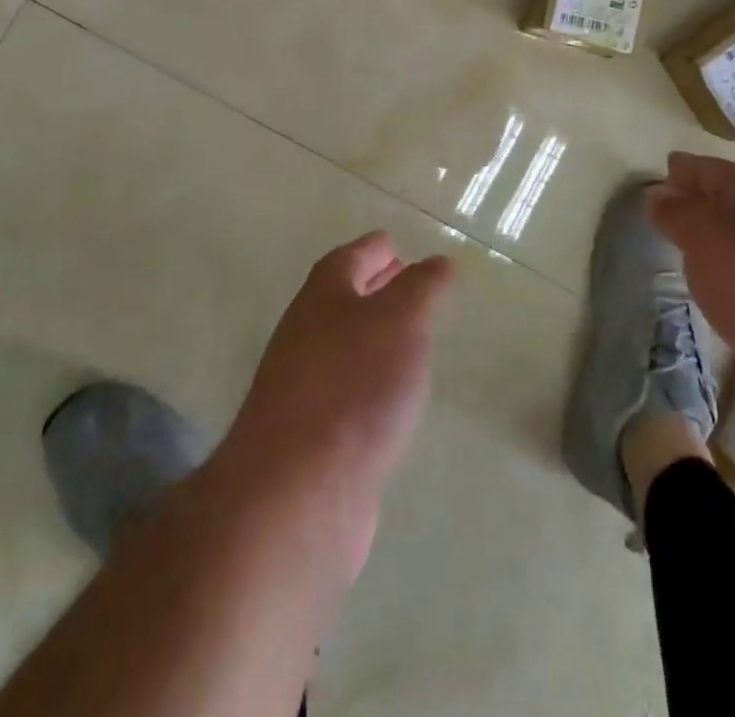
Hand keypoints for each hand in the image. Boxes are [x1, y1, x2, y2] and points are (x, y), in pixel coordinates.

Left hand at [221, 232, 454, 578]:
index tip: (394, 244)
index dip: (373, 248)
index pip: (349, 257)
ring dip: (372, 334)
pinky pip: (344, 388)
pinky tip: (391, 396)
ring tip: (410, 336)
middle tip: (407, 282)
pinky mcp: (309, 434)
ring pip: (343, 344)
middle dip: (373, 287)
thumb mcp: (401, 320)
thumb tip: (437, 260)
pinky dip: (369, 379)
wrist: (297, 491)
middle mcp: (306, 333)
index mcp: (323, 296)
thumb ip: (422, 287)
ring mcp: (302, 385)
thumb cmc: (354, 385)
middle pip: (341, 298)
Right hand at [646, 152, 734, 439]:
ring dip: (718, 236)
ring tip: (690, 248)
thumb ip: (678, 215)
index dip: (687, 168)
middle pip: (732, 199)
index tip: (666, 168)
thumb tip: (658, 192)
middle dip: (701, 199)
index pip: (713, 169)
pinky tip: (725, 288)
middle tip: (670, 206)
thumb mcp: (705, 244)